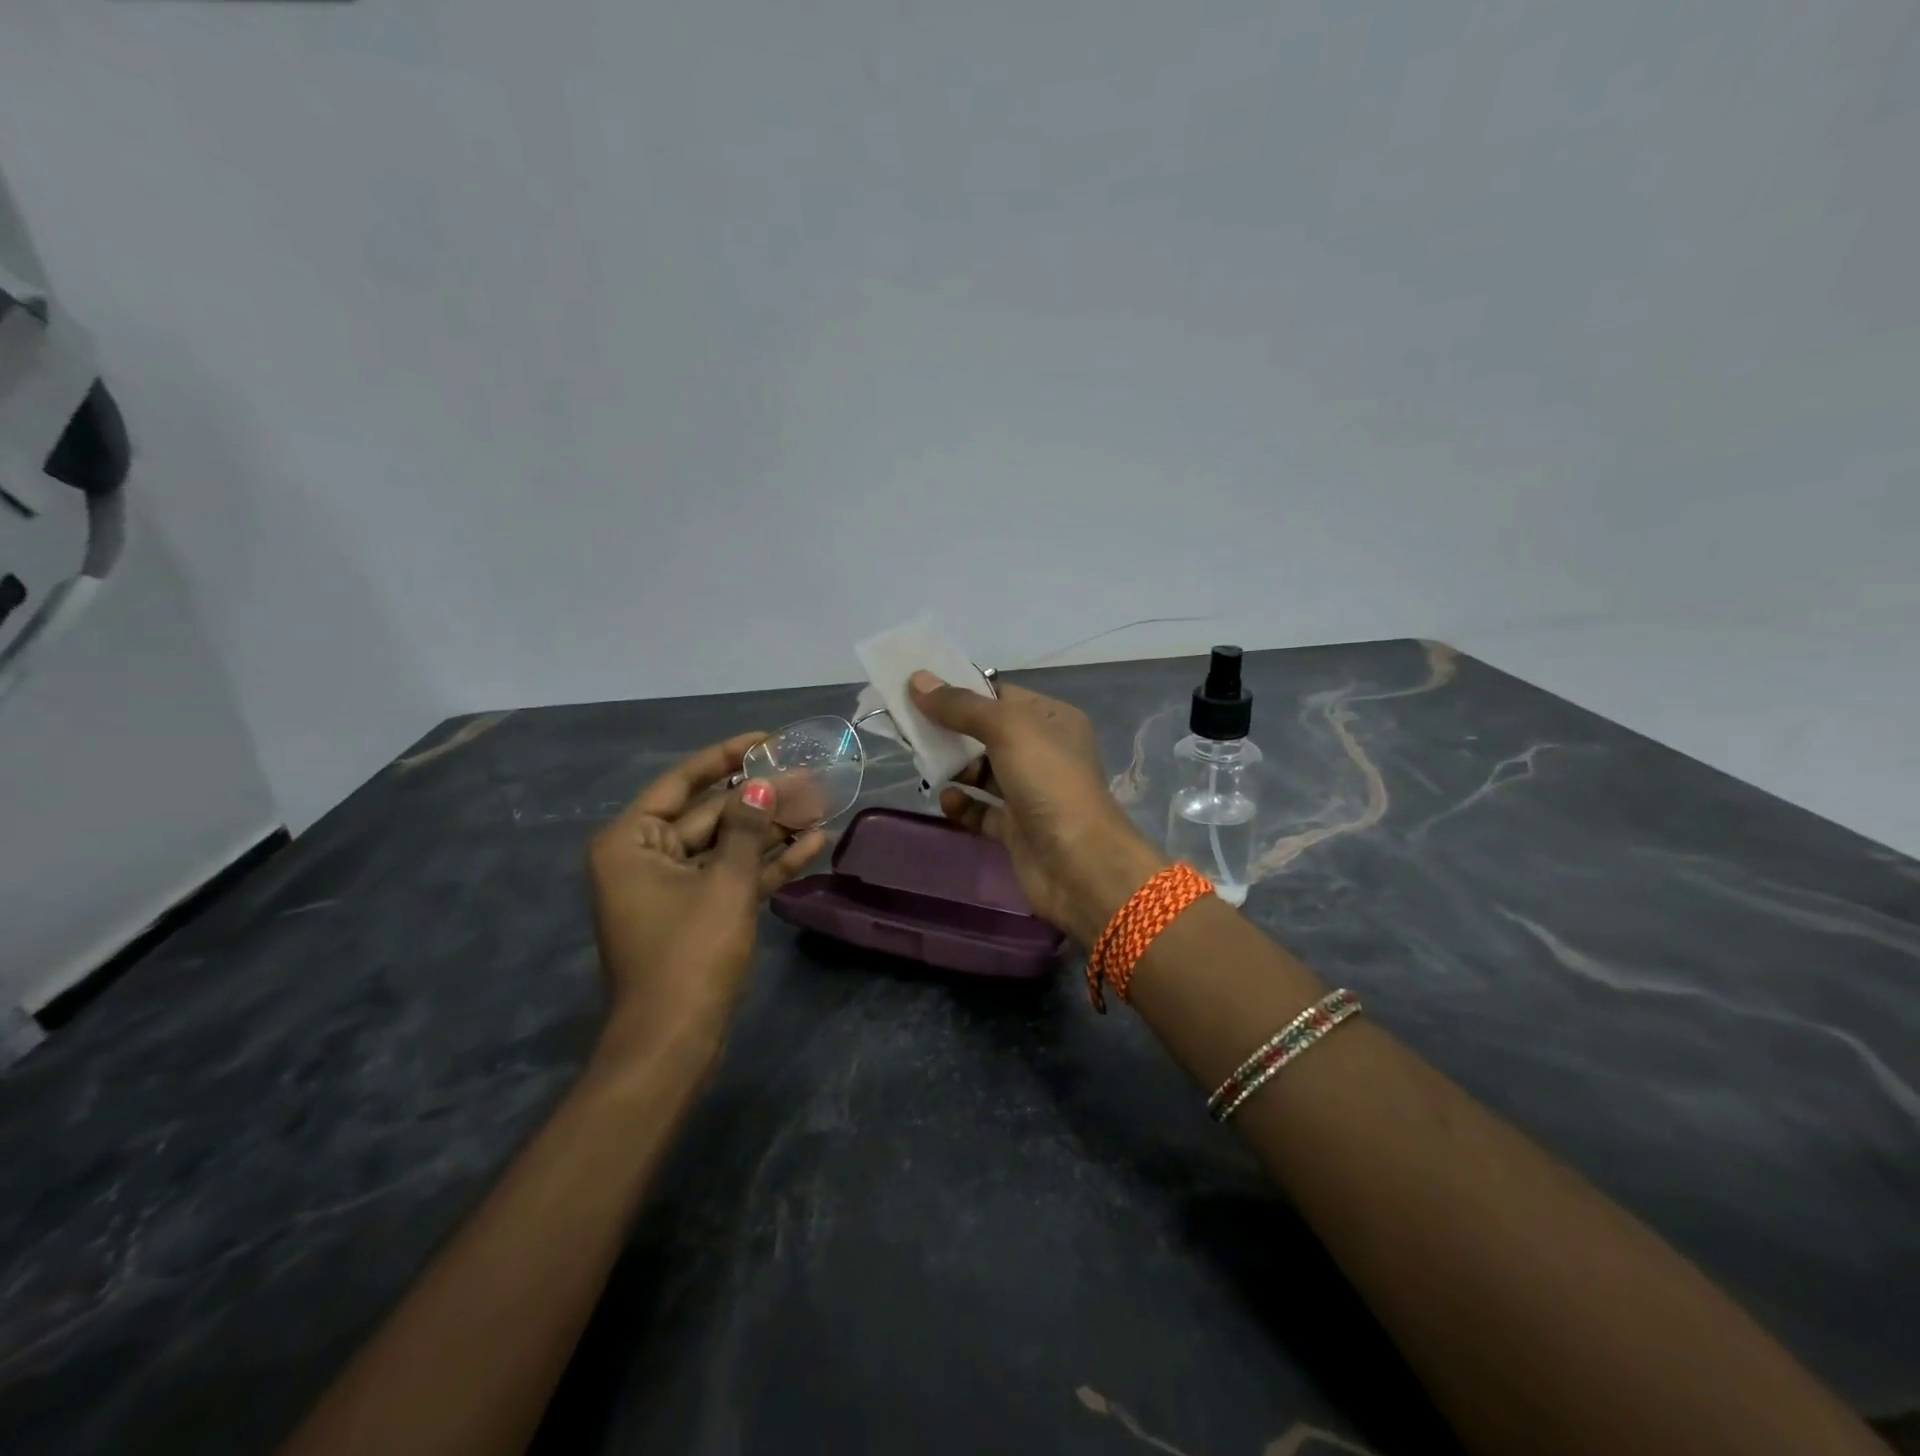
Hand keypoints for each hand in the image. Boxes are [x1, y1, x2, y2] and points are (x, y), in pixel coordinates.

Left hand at [587, 733, 825, 1065]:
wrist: (673, 1044)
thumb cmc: (689, 954)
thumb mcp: (724, 884)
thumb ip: (745, 829)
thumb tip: (761, 786)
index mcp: (631, 842)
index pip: (682, 783)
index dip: (726, 757)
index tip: (767, 739)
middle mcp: (646, 858)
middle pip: (710, 814)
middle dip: (760, 798)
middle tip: (808, 774)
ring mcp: (673, 889)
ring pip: (727, 846)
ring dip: (771, 830)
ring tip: (820, 805)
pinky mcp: (697, 915)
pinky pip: (732, 877)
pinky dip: (766, 864)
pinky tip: (812, 845)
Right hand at [910, 672, 1165, 945]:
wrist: (1079, 863)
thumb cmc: (1048, 781)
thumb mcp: (1007, 728)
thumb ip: (961, 705)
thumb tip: (917, 680)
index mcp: (1052, 719)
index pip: (1001, 695)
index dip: (963, 690)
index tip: (920, 689)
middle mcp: (1043, 752)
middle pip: (987, 733)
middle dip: (951, 731)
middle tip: (912, 729)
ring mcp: (1030, 792)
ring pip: (982, 772)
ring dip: (953, 768)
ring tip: (926, 766)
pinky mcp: (1016, 829)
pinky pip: (981, 810)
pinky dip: (962, 805)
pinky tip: (947, 801)